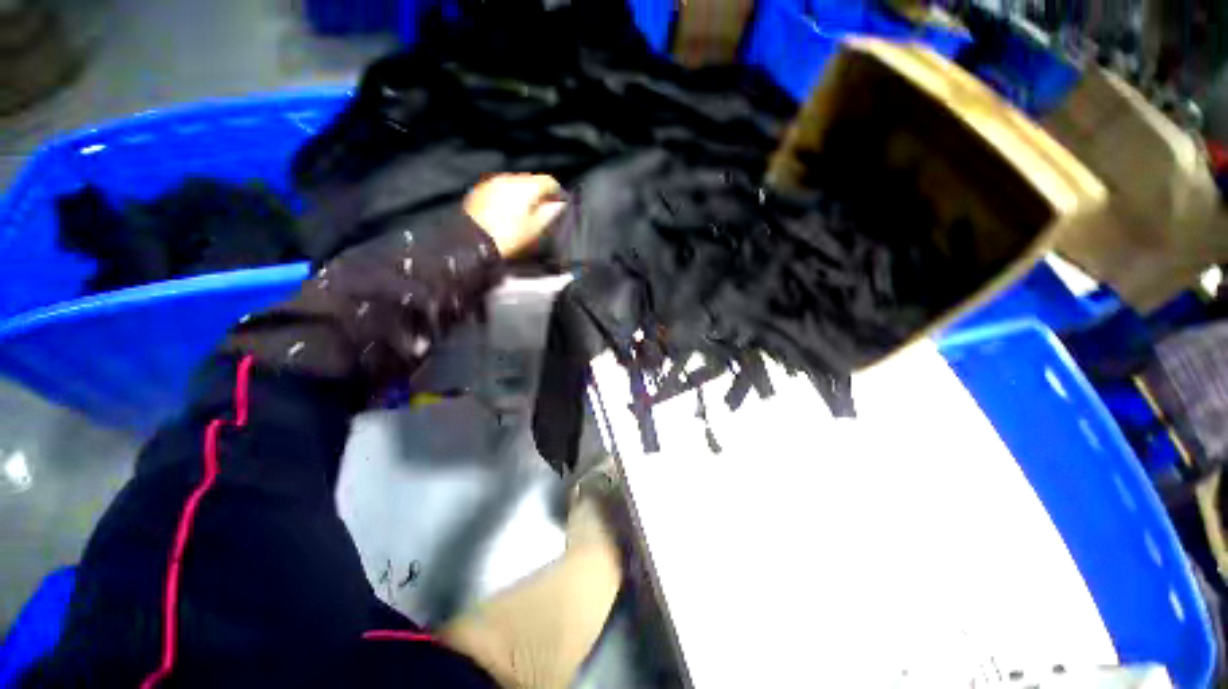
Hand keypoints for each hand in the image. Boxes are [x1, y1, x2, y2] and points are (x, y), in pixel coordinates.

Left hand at [464, 174, 565, 257]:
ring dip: (523, 196)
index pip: (548, 181)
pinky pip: (500, 190)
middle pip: (531, 181)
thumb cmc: (506, 238)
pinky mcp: (479, 191)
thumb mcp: (534, 230)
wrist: (473, 243)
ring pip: (515, 185)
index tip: (559, 204)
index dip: (557, 193)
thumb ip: (549, 214)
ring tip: (525, 215)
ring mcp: (492, 183)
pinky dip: (507, 198)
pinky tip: (508, 214)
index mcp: (525, 187)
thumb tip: (558, 205)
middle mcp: (508, 179)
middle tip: (544, 213)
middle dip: (539, 195)